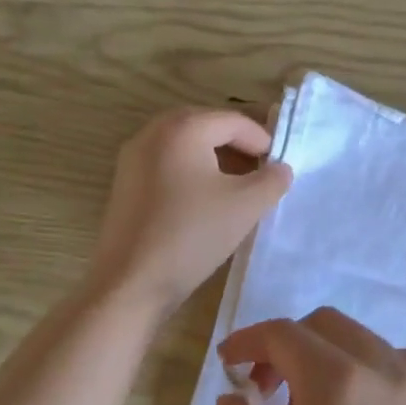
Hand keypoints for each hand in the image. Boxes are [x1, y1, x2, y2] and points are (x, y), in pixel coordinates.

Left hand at [91, 108, 291, 312]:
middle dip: (237, 145)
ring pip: (185, 145)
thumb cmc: (192, 235)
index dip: (262, 140)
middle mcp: (153, 133)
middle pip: (206, 126)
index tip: (279, 165)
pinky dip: (192, 171)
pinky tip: (206, 200)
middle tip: (261, 170)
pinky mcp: (125, 183)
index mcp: (182, 129)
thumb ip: (272, 180)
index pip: (233, 121)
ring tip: (238, 186)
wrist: (131, 283)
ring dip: (215, 159)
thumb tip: (280, 169)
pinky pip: (167, 163)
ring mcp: (133, 158)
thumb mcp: (246, 206)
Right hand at [216, 309, 405, 404]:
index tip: (228, 363)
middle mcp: (381, 369)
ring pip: (359, 339)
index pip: (284, 334)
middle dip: (285, 346)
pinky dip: (362, 368)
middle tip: (263, 392)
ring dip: (324, 356)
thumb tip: (234, 397)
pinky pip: (391, 363)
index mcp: (337, 382)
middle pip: (324, 326)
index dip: (249, 341)